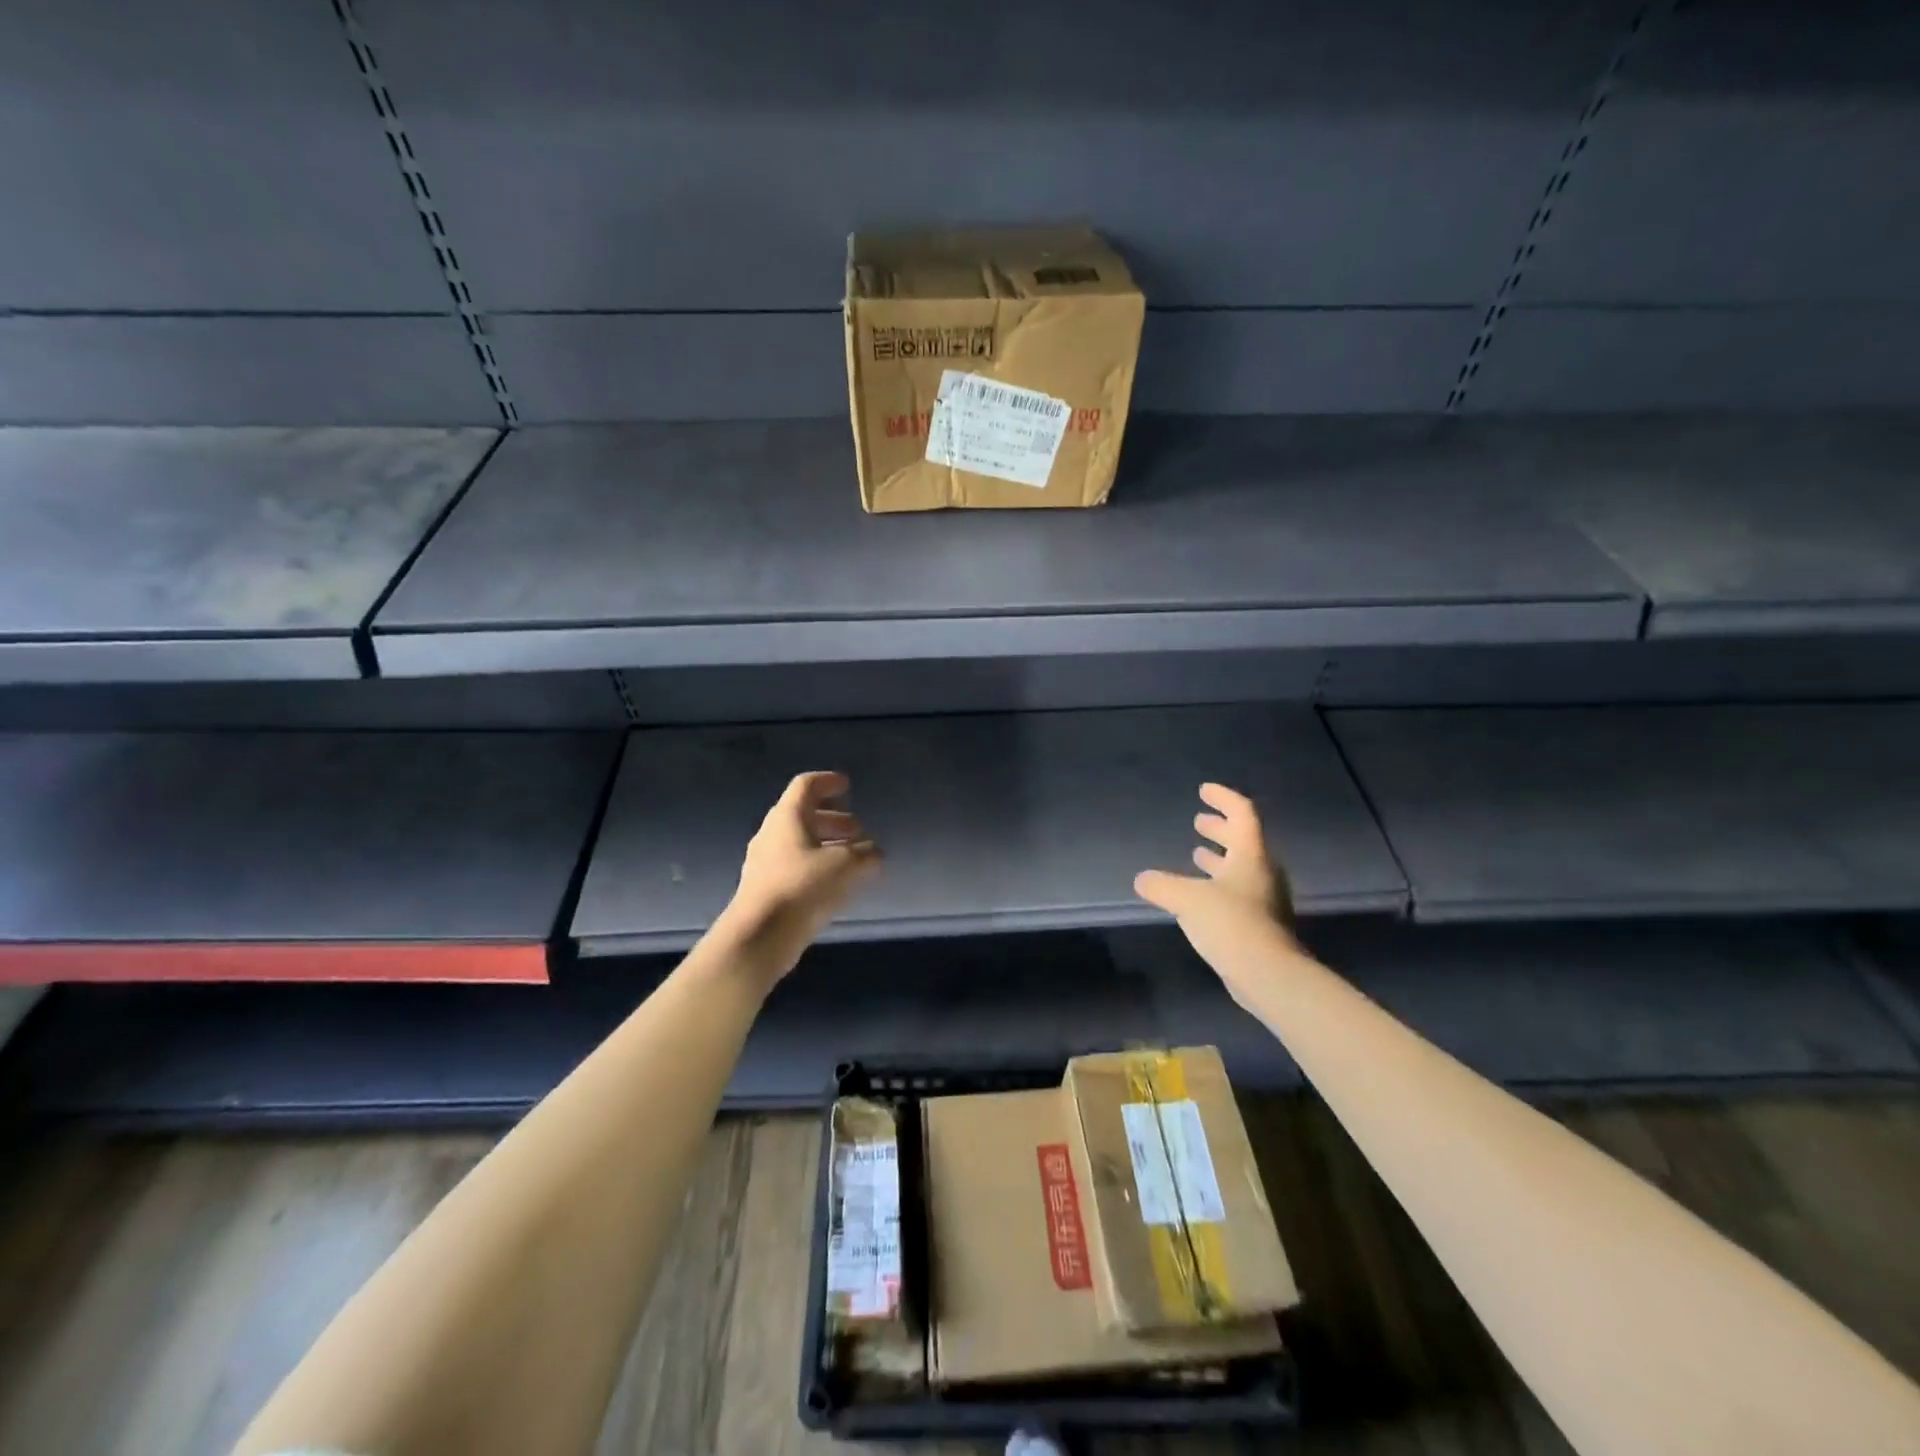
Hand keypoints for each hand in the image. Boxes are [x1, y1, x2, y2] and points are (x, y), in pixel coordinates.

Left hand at [718, 771, 880, 985]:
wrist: (759, 935)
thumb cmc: (803, 887)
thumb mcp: (847, 866)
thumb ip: (866, 854)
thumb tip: (875, 852)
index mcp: (787, 817)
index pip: (806, 785)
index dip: (828, 781)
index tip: (847, 786)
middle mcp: (772, 834)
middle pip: (803, 814)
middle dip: (833, 819)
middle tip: (859, 829)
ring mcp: (764, 862)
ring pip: (799, 842)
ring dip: (827, 844)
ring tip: (853, 858)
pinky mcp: (765, 888)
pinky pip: (794, 866)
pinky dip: (817, 866)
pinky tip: (835, 884)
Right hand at [1134, 783, 1297, 999]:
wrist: (1269, 975)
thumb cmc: (1231, 924)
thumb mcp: (1187, 899)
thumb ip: (1162, 885)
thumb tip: (1142, 879)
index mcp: (1250, 855)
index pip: (1242, 814)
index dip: (1223, 799)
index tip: (1204, 790)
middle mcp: (1262, 873)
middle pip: (1244, 840)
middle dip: (1220, 829)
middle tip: (1200, 822)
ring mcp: (1265, 901)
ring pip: (1241, 868)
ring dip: (1219, 858)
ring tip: (1197, 855)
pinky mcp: (1261, 925)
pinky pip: (1239, 893)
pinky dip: (1219, 885)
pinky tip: (1200, 897)